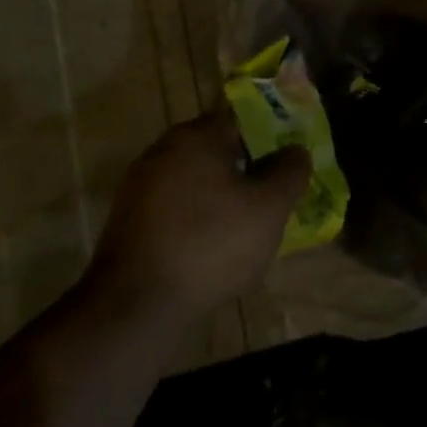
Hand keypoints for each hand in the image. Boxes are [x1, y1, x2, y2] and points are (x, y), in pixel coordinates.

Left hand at [86, 112, 310, 324]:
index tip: (289, 162)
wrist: (137, 306)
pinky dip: (198, 218)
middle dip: (248, 169)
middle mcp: (163, 150)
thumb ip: (290, 172)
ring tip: (249, 226)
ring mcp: (141, 185)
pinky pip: (177, 206)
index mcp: (196, 136)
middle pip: (218, 149)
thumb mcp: (269, 209)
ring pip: (197, 180)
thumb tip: (296, 151)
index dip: (271, 138)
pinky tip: (214, 247)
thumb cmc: (211, 245)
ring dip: (223, 195)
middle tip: (274, 196)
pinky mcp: (130, 219)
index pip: (242, 119)